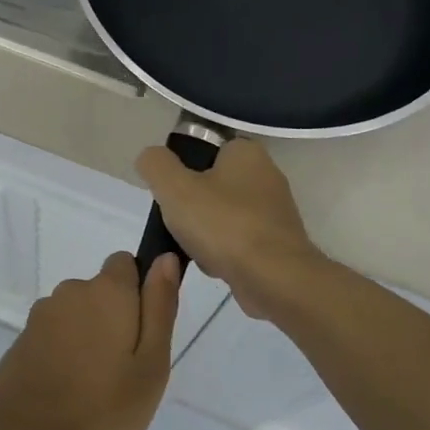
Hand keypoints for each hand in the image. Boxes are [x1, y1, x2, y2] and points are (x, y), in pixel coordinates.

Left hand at [0, 252, 180, 429]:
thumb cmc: (102, 408)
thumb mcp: (151, 364)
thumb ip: (159, 307)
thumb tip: (165, 258)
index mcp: (106, 291)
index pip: (126, 264)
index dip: (138, 292)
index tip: (143, 332)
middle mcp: (71, 291)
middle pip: (101, 293)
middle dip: (114, 320)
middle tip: (124, 372)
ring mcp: (41, 316)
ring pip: (77, 316)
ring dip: (87, 338)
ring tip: (94, 388)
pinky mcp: (22, 341)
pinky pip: (53, 337)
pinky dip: (63, 354)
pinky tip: (66, 393)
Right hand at [136, 139, 320, 321]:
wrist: (274, 278)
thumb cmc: (223, 224)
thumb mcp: (174, 187)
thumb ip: (155, 164)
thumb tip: (151, 158)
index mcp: (246, 152)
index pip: (204, 150)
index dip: (182, 171)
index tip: (170, 194)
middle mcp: (267, 175)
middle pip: (211, 185)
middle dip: (192, 207)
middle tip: (180, 223)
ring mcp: (276, 211)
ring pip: (223, 216)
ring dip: (206, 234)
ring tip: (197, 250)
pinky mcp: (278, 243)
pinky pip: (239, 241)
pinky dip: (224, 253)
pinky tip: (216, 266)